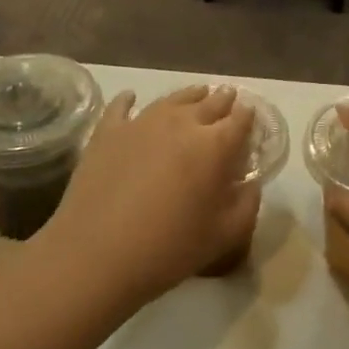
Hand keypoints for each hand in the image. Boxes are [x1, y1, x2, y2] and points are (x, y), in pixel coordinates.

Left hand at [43, 85, 258, 303]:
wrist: (97, 254)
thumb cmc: (169, 248)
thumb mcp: (225, 235)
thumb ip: (247, 204)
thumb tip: (250, 183)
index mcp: (215, 146)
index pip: (240, 121)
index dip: (247, 116)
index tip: (250, 115)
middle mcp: (181, 123)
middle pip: (208, 103)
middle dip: (222, 100)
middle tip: (227, 97)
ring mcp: (141, 122)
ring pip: (172, 99)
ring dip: (188, 96)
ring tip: (196, 94)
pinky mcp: (108, 131)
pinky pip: (121, 106)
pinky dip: (129, 100)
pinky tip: (131, 97)